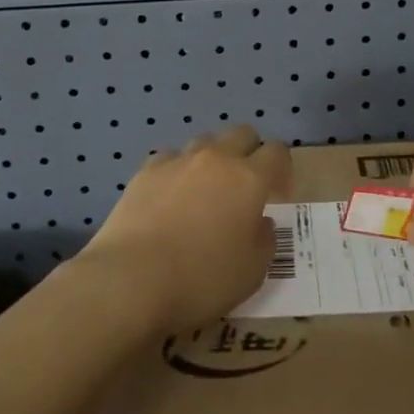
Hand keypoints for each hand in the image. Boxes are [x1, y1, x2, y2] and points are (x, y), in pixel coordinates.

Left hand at [79, 124, 291, 333]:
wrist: (130, 280)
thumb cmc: (201, 280)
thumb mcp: (252, 273)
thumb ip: (264, 241)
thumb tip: (261, 222)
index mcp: (249, 179)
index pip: (277, 152)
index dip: (282, 170)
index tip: (277, 195)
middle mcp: (216, 159)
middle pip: (242, 133)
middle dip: (250, 152)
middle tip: (244, 187)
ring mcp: (178, 161)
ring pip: (205, 142)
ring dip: (213, 159)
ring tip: (205, 191)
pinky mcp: (146, 171)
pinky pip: (170, 159)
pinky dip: (177, 172)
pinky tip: (170, 198)